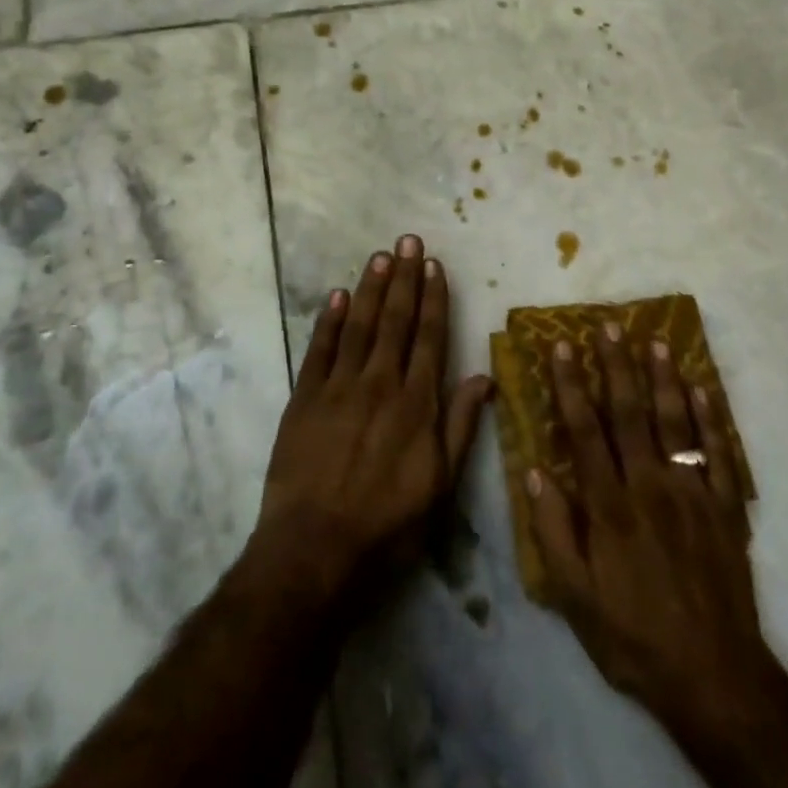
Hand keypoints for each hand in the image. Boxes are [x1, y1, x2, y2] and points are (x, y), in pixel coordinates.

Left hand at [249, 234, 492, 608]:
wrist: (315, 548)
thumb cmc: (387, 521)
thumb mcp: (441, 484)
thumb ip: (461, 425)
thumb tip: (484, 376)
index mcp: (416, 402)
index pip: (429, 337)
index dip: (433, 298)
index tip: (434, 265)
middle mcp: (380, 383)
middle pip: (395, 320)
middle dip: (403, 278)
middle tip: (407, 240)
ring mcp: (338, 387)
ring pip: (358, 325)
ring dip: (370, 288)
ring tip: (380, 255)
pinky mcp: (304, 399)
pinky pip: (318, 350)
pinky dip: (327, 321)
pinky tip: (336, 296)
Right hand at [527, 323, 775, 729]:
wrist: (714, 678)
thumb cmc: (633, 637)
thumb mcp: (575, 598)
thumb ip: (553, 530)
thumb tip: (533, 471)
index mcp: (610, 506)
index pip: (584, 430)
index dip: (570, 385)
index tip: (561, 347)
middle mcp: (650, 486)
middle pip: (630, 413)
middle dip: (616, 365)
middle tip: (608, 325)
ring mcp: (693, 493)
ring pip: (676, 422)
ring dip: (664, 378)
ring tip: (655, 340)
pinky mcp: (726, 508)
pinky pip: (719, 453)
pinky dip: (712, 418)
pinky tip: (702, 388)